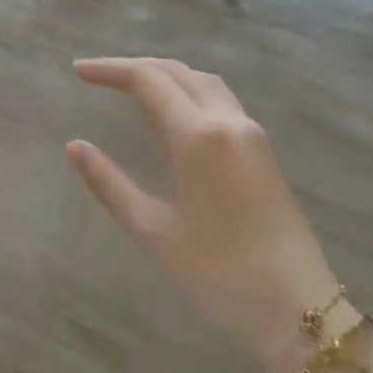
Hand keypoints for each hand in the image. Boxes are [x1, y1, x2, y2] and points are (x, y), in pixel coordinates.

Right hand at [67, 58, 341, 372]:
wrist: (298, 306)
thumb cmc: (218, 271)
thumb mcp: (153, 230)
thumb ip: (109, 184)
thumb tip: (74, 146)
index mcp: (197, 136)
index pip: (148, 80)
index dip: (110, 70)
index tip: (77, 71)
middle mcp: (227, 121)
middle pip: (176, 72)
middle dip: (133, 67)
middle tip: (96, 75)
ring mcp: (251, 133)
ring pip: (203, 81)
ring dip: (165, 74)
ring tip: (131, 86)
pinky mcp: (263, 150)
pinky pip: (220, 99)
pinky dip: (188, 90)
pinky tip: (174, 112)